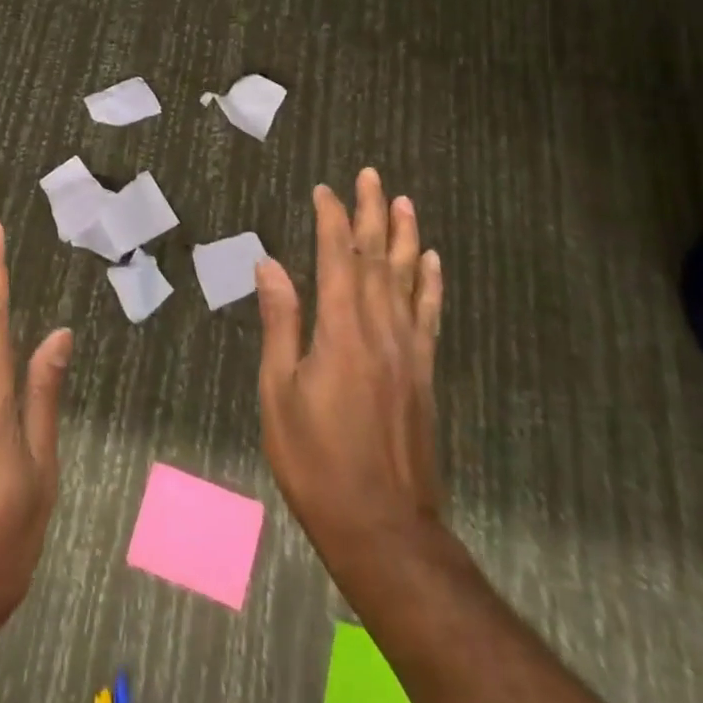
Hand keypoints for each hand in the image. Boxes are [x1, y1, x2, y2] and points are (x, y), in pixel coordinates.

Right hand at [255, 170, 445, 596]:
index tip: (324, 190)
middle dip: (372, 212)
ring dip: (405, 236)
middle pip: (377, 257)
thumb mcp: (280, 394)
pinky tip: (431, 261)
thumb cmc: (316, 461)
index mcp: (341, 331)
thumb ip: (281, 324)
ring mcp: (408, 349)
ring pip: (407, 278)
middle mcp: (380, 329)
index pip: (337, 258)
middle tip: (371, 175)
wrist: (383, 526)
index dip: (332, 219)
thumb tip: (271, 265)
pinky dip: (429, 283)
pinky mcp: (423, 372)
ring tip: (404, 202)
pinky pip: (428, 314)